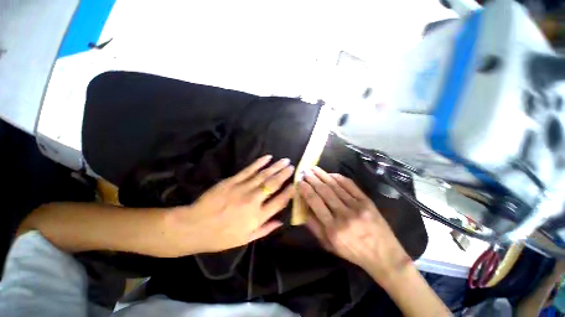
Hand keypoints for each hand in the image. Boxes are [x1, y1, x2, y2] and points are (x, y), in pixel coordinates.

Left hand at [165, 155, 294, 254]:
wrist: (195, 226)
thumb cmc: (221, 236)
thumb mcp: (246, 239)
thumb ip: (266, 229)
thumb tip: (281, 222)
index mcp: (258, 216)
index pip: (279, 201)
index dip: (289, 192)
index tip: (296, 183)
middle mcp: (253, 200)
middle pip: (273, 184)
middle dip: (285, 174)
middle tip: (292, 166)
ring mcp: (243, 188)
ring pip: (263, 175)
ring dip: (276, 166)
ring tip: (285, 160)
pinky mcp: (232, 180)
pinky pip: (249, 170)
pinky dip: (259, 163)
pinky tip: (267, 157)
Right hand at [298, 167, 409, 279]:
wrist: (384, 255)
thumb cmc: (353, 252)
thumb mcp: (329, 245)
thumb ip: (314, 227)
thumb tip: (303, 208)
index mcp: (333, 228)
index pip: (315, 202)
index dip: (306, 189)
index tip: (299, 181)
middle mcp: (344, 215)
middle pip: (324, 191)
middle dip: (312, 179)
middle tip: (305, 171)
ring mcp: (357, 206)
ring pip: (336, 186)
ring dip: (323, 175)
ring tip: (314, 168)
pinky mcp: (367, 201)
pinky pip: (350, 185)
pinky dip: (339, 178)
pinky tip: (330, 174)